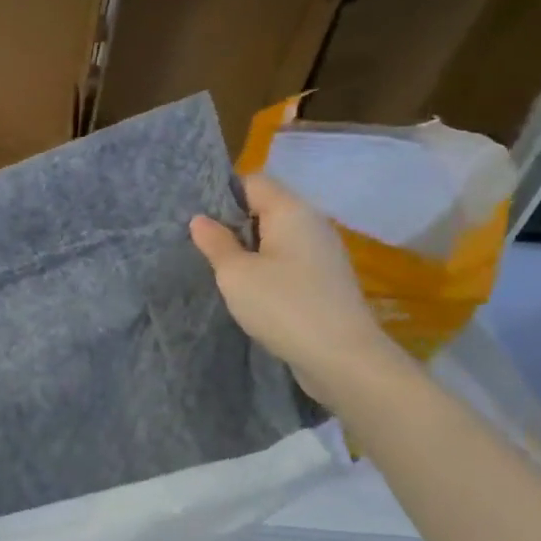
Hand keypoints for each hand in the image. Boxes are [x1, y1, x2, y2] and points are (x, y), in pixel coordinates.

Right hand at [189, 174, 401, 407]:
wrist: (342, 358)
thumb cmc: (283, 305)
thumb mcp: (235, 274)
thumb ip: (216, 243)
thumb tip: (201, 219)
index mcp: (292, 211)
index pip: (253, 182)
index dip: (223, 195)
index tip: (198, 220)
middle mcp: (312, 224)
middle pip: (266, 208)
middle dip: (233, 224)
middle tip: (202, 247)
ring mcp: (322, 254)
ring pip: (277, 238)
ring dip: (250, 250)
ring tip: (221, 271)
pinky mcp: (325, 281)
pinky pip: (288, 262)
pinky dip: (267, 269)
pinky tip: (250, 292)